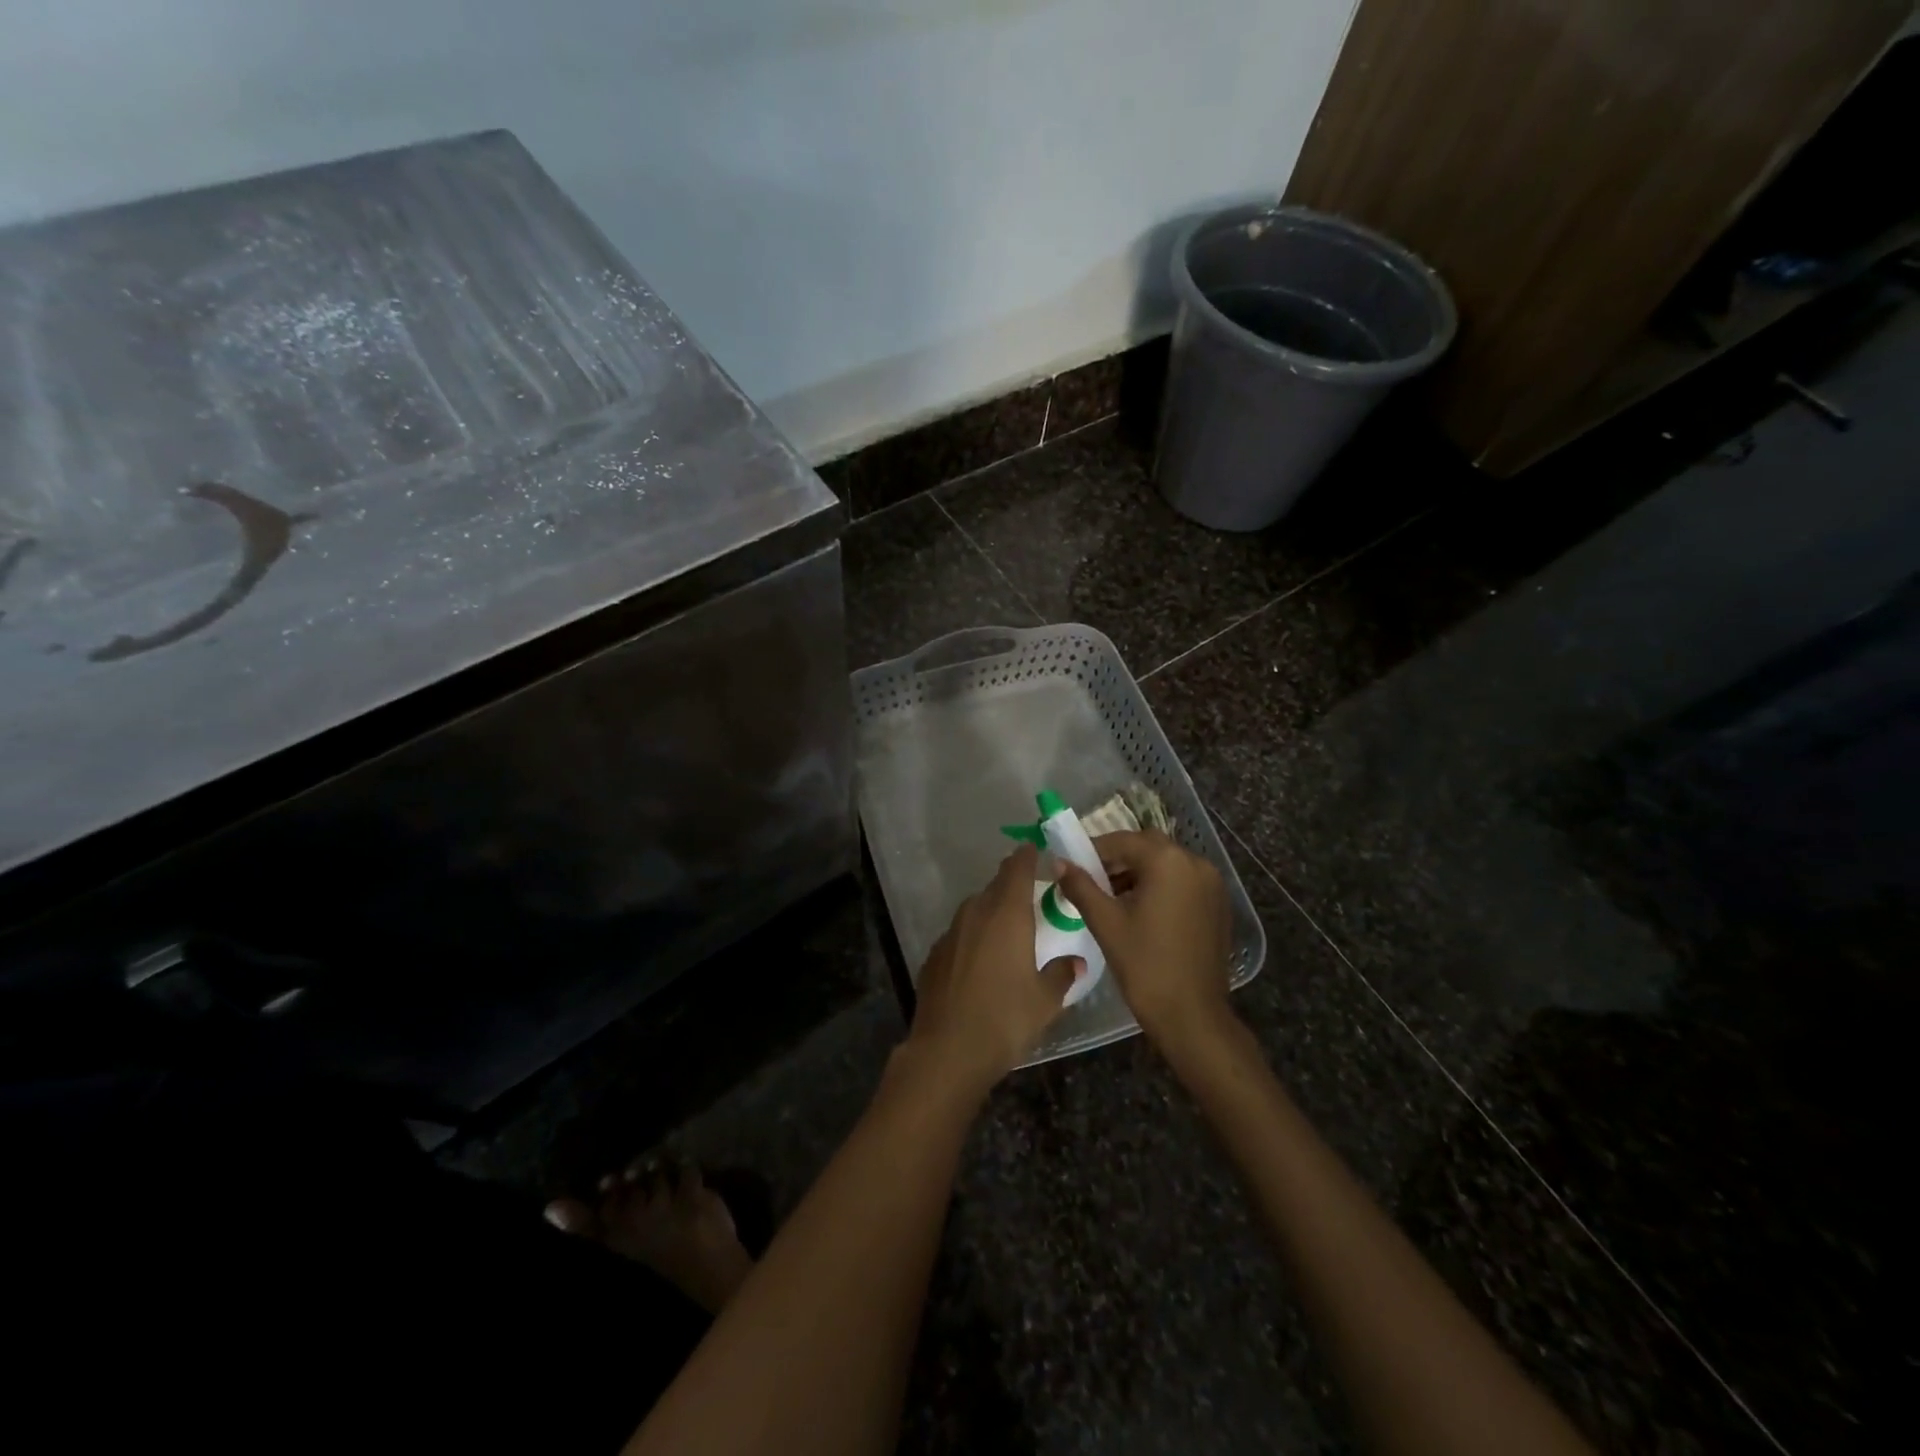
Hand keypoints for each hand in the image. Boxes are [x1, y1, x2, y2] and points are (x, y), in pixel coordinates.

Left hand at [905, 845, 1080, 1094]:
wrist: (947, 1050)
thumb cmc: (1005, 1019)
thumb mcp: (1045, 1001)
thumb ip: (1061, 975)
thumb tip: (1076, 963)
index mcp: (1007, 914)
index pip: (1017, 868)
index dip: (1028, 856)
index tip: (1037, 850)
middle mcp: (976, 913)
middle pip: (996, 886)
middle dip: (1013, 885)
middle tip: (1032, 895)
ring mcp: (951, 933)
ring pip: (975, 909)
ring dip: (992, 911)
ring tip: (1009, 929)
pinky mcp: (934, 955)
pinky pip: (960, 934)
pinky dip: (973, 937)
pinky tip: (981, 960)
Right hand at [1057, 830, 1233, 1053]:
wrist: (1192, 1016)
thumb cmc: (1145, 966)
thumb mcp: (1106, 923)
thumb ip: (1081, 886)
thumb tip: (1059, 862)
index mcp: (1168, 862)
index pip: (1122, 841)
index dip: (1093, 850)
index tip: (1071, 865)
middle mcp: (1195, 863)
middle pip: (1147, 846)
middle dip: (1117, 858)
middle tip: (1091, 880)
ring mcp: (1212, 884)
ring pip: (1166, 863)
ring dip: (1138, 871)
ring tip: (1112, 898)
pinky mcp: (1217, 904)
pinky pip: (1182, 881)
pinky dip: (1160, 885)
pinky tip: (1141, 911)